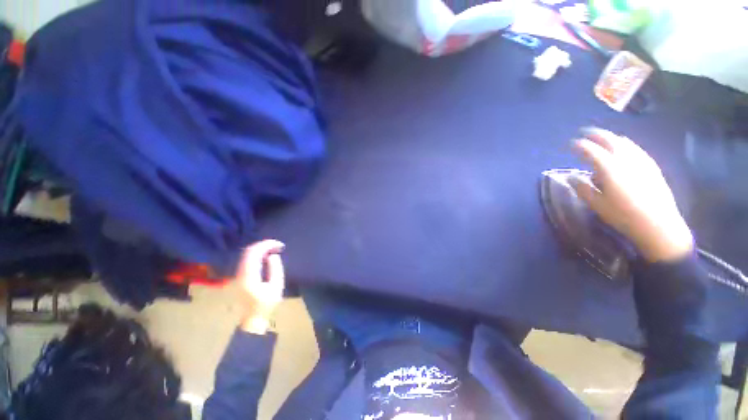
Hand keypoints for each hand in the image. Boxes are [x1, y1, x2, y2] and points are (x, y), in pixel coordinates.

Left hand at [236, 239, 284, 334]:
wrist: (252, 318)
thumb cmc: (266, 304)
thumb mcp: (276, 287)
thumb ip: (275, 269)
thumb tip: (272, 255)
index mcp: (249, 276)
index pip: (254, 253)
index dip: (267, 245)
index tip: (280, 245)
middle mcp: (240, 273)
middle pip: (249, 251)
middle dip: (264, 244)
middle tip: (278, 245)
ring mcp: (238, 274)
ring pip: (247, 254)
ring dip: (260, 248)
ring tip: (274, 248)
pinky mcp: (239, 275)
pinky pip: (247, 258)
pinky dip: (257, 253)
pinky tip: (266, 255)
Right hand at [572, 127, 693, 262]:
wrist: (659, 225)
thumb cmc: (623, 216)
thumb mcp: (597, 205)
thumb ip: (583, 188)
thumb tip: (573, 177)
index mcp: (609, 169)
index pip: (590, 150)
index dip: (579, 146)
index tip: (570, 145)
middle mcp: (626, 159)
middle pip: (609, 140)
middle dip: (595, 134)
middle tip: (584, 134)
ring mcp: (641, 160)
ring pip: (624, 142)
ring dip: (610, 138)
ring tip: (601, 139)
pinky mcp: (651, 165)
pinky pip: (635, 148)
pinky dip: (624, 144)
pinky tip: (623, 147)